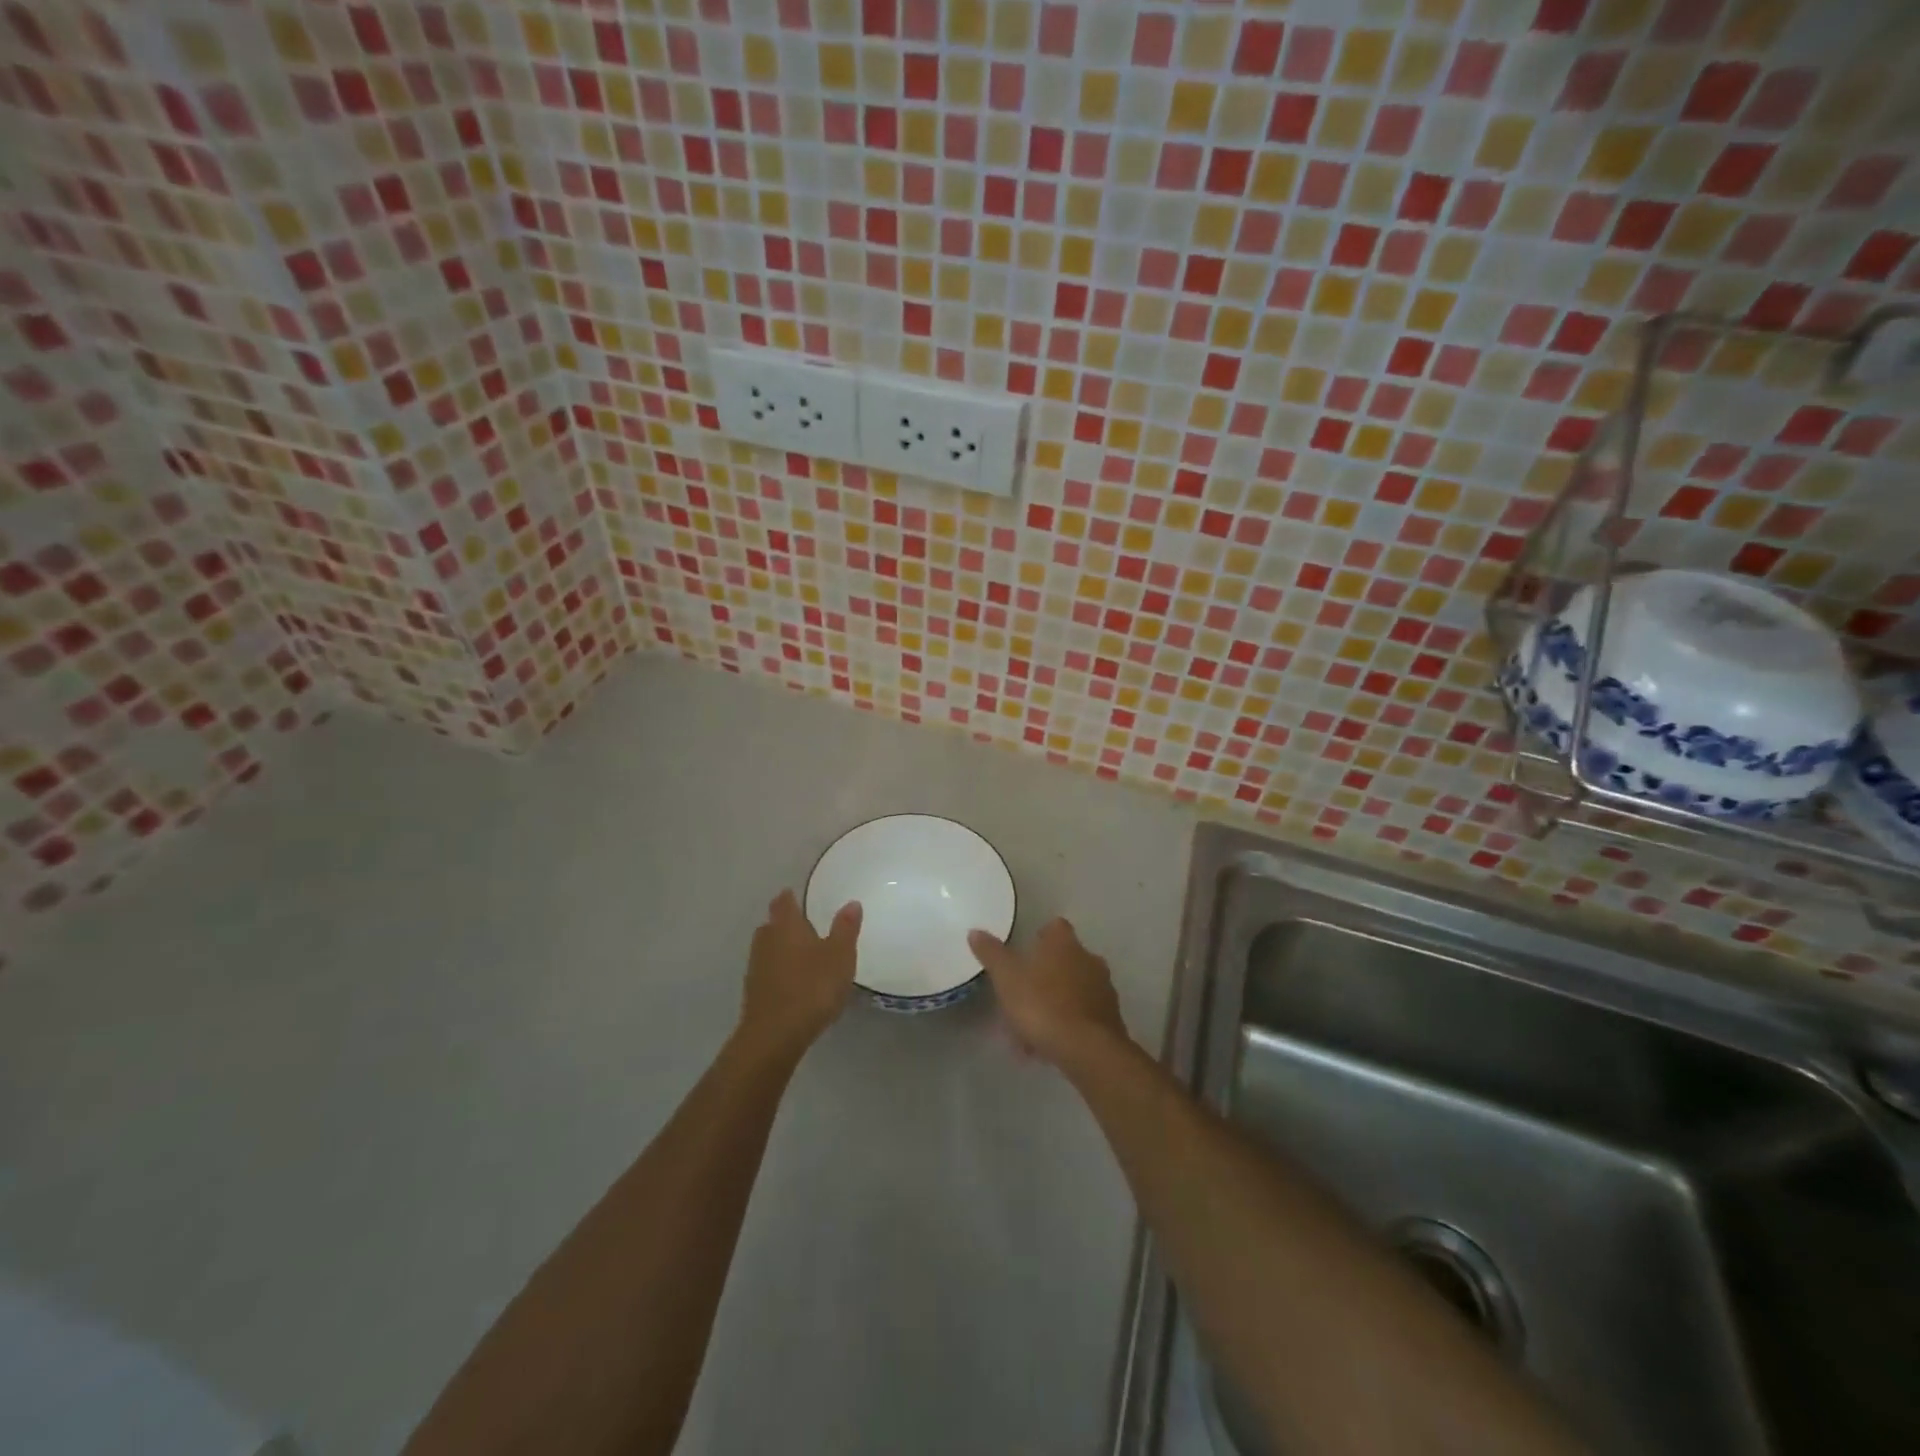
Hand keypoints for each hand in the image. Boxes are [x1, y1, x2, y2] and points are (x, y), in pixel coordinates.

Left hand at [738, 890, 860, 1058]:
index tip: (797, 896)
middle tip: (806, 926)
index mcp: (786, 926)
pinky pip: (768, 972)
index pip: (783, 902)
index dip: (790, 897)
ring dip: (782, 949)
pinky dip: (780, 972)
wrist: (774, 1035)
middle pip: (772, 924)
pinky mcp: (753, 993)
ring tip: (803, 956)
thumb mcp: (839, 956)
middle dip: (786, 924)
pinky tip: (795, 983)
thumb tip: (851, 902)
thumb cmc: (812, 987)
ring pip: (768, 949)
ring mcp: (755, 967)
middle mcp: (766, 940)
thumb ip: (845, 928)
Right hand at [967, 918, 1128, 1067]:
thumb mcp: (1007, 978)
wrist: (1087, 1049)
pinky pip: (1082, 1016)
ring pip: (1072, 991)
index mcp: (1064, 943)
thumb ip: (991, 954)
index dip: (1041, 936)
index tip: (1026, 951)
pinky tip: (1046, 1047)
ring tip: (1029, 1032)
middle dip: (1045, 976)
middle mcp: (1089, 959)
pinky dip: (1066, 1026)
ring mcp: (1103, 989)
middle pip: (1065, 960)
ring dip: (1053, 1004)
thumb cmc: (1042, 1004)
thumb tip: (975, 931)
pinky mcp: (1110, 1019)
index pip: (1055, 927)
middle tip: (1021, 996)